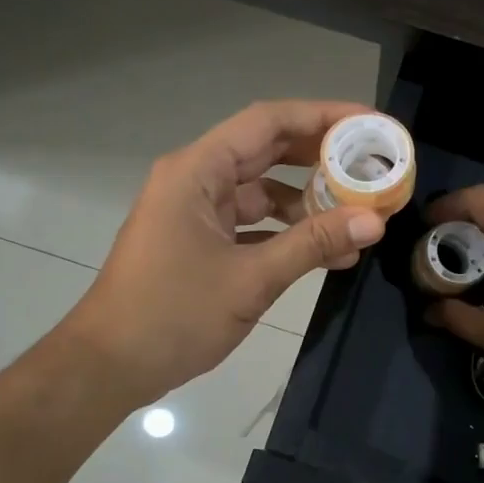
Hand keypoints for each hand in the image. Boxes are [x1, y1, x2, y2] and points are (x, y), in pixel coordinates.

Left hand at [62, 101, 389, 406]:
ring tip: (359, 215)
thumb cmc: (173, 314)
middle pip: (267, 151)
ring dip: (308, 203)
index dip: (322, 116)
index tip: (369, 124)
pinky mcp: (199, 241)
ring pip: (262, 191)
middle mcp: (196, 180)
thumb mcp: (251, 279)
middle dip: (321, 158)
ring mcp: (196, 212)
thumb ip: (313, 244)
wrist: (109, 366)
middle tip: (373, 165)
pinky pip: (252, 224)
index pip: (268, 122)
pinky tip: (328, 252)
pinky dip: (287, 233)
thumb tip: (375, 221)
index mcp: (198, 171)